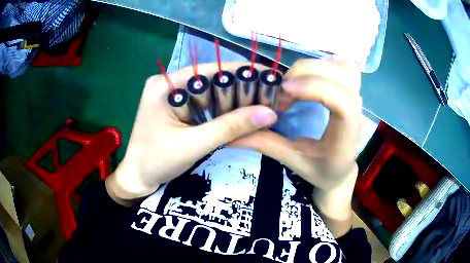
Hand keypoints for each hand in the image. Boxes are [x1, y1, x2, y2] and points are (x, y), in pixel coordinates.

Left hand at [106, 62, 276, 205]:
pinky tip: (242, 114)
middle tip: (271, 94)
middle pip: (211, 80)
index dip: (241, 72)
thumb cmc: (156, 162)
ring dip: (234, 100)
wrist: (137, 180)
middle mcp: (169, 84)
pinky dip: (223, 111)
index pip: (209, 70)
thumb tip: (270, 113)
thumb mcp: (194, 144)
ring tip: (263, 103)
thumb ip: (230, 127)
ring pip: (210, 93)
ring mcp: (173, 97)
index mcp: (165, 85)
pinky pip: (204, 105)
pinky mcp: (177, 109)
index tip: (270, 76)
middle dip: (241, 88)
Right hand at [233, 59, 362, 191]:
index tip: (282, 93)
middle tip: (282, 92)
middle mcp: (358, 111)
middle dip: (305, 75)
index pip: (343, 101)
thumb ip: (267, 144)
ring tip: (294, 83)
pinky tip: (310, 76)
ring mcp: (357, 96)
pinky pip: (343, 65)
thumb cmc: (322, 170)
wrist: (341, 170)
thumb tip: (230, 136)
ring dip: (314, 67)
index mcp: (348, 132)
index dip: (314, 88)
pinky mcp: (352, 89)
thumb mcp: (294, 161)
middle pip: (339, 75)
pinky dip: (325, 63)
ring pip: (342, 66)